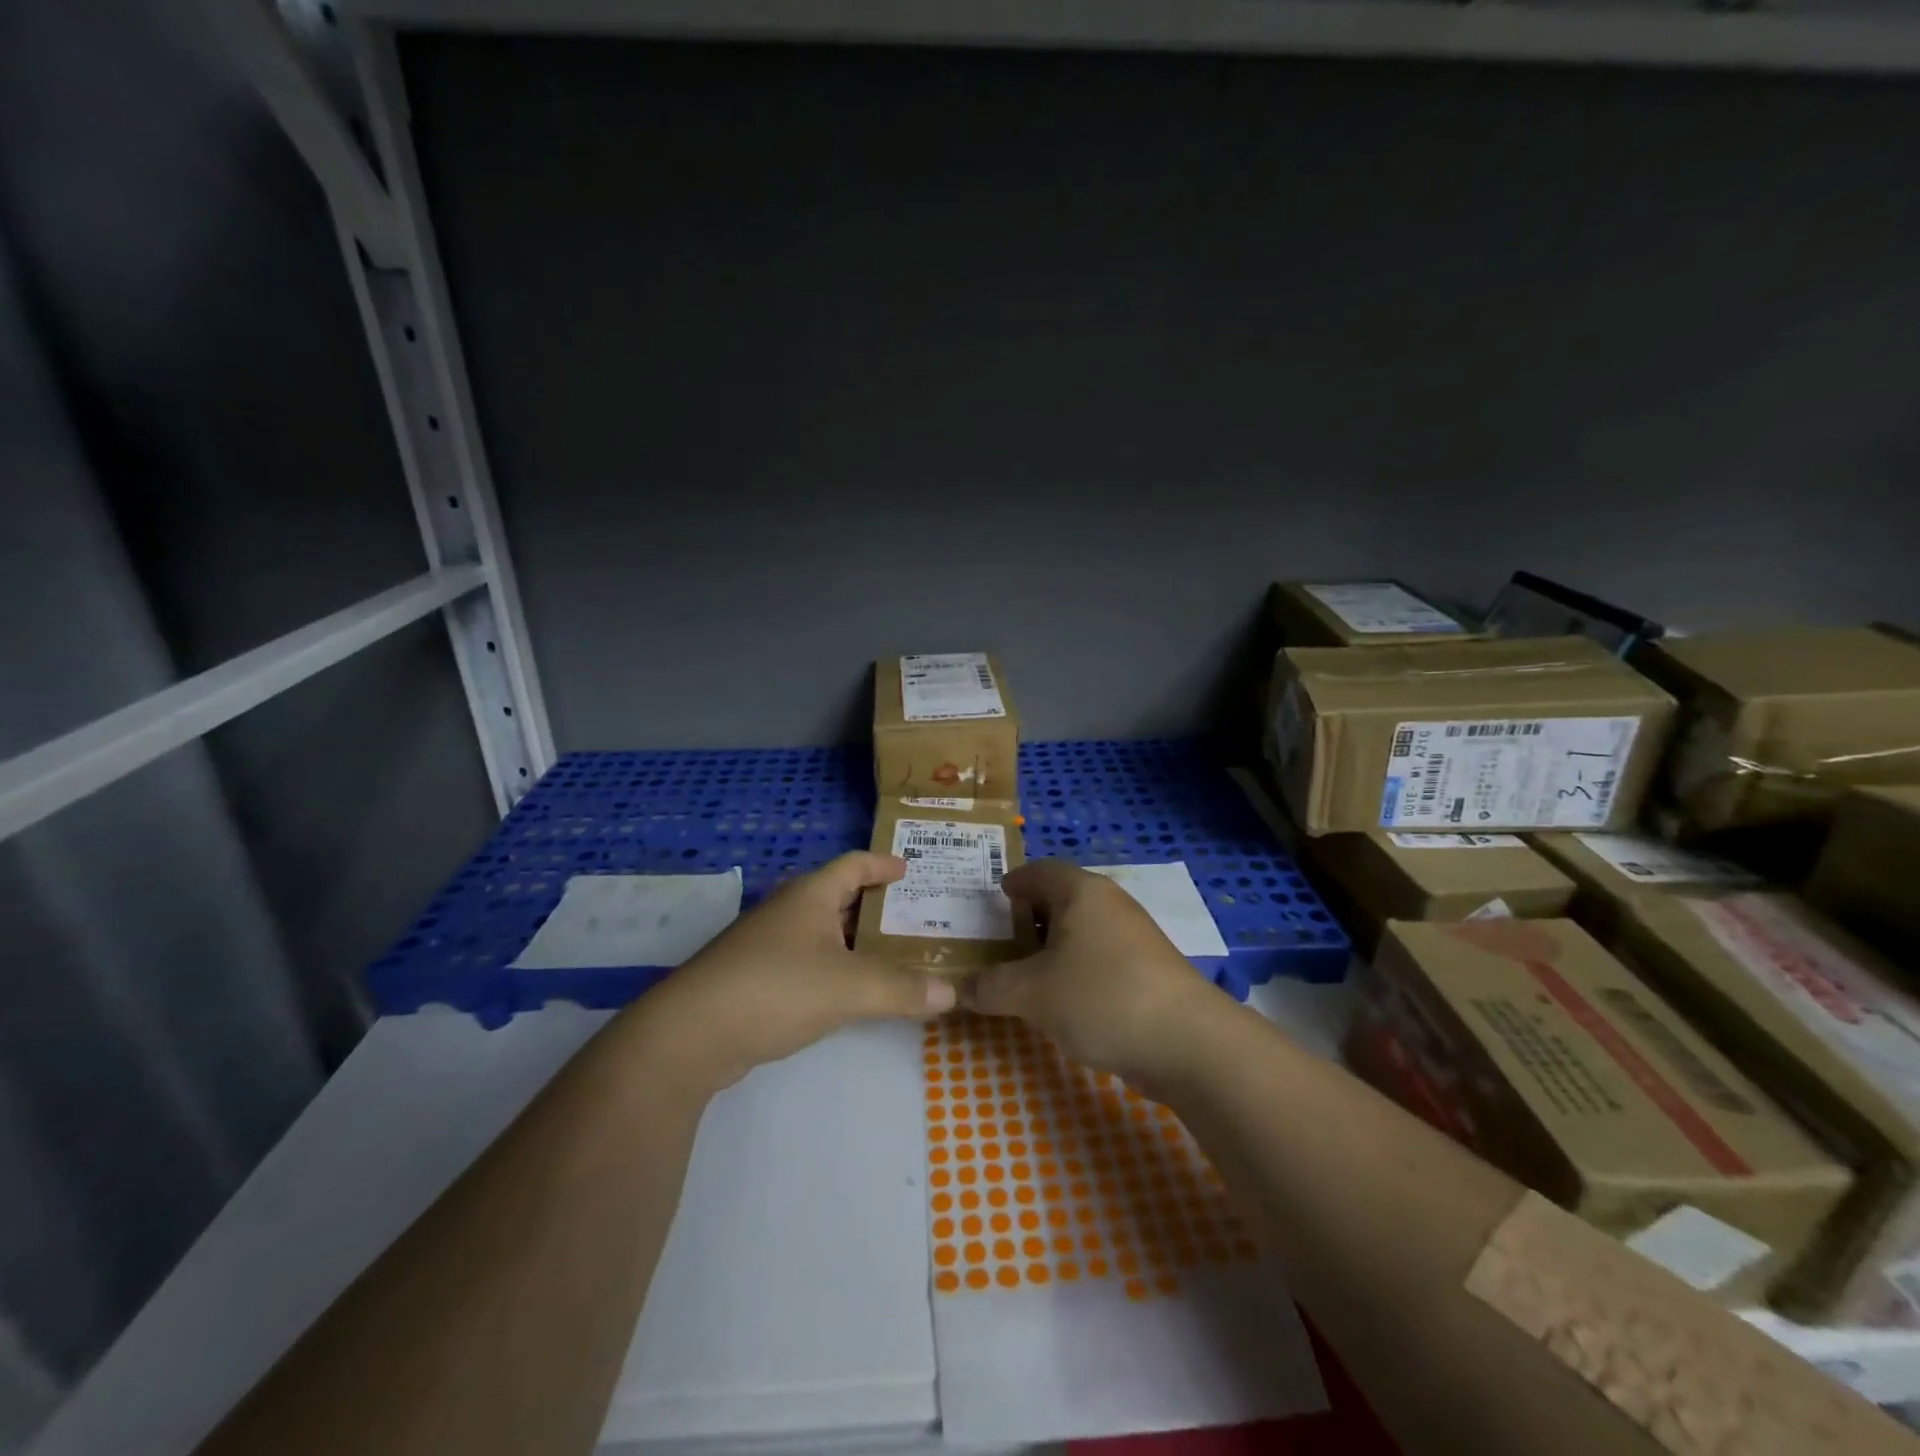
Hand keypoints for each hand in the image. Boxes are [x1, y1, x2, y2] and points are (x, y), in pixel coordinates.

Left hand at [637, 851, 957, 1090]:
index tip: (910, 869)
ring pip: (822, 932)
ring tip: (893, 955)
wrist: (690, 1034)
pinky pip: (807, 961)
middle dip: (876, 905)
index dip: (883, 864)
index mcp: (811, 895)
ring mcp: (767, 944)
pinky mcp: (754, 978)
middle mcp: (788, 910)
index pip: (854, 864)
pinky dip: (834, 968)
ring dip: (855, 941)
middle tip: (915, 917)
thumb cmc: (776, 988)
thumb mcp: (849, 987)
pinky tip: (851, 991)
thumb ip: (902, 989)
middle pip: (839, 896)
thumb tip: (952, 994)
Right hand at [966, 860, 1219, 1086]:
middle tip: (994, 940)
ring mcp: (1134, 938)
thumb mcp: (1032, 993)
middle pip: (1060, 900)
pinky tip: (1059, 1000)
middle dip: (1027, 918)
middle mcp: (1110, 905)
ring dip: (1050, 949)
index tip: (993, 897)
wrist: (1188, 1044)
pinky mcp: (1147, 972)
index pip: (1039, 871)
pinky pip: (1097, 958)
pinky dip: (1073, 970)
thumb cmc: (1102, 997)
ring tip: (1020, 973)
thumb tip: (958, 989)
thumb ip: (990, 987)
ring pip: (1080, 932)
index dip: (1014, 881)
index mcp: (1081, 892)